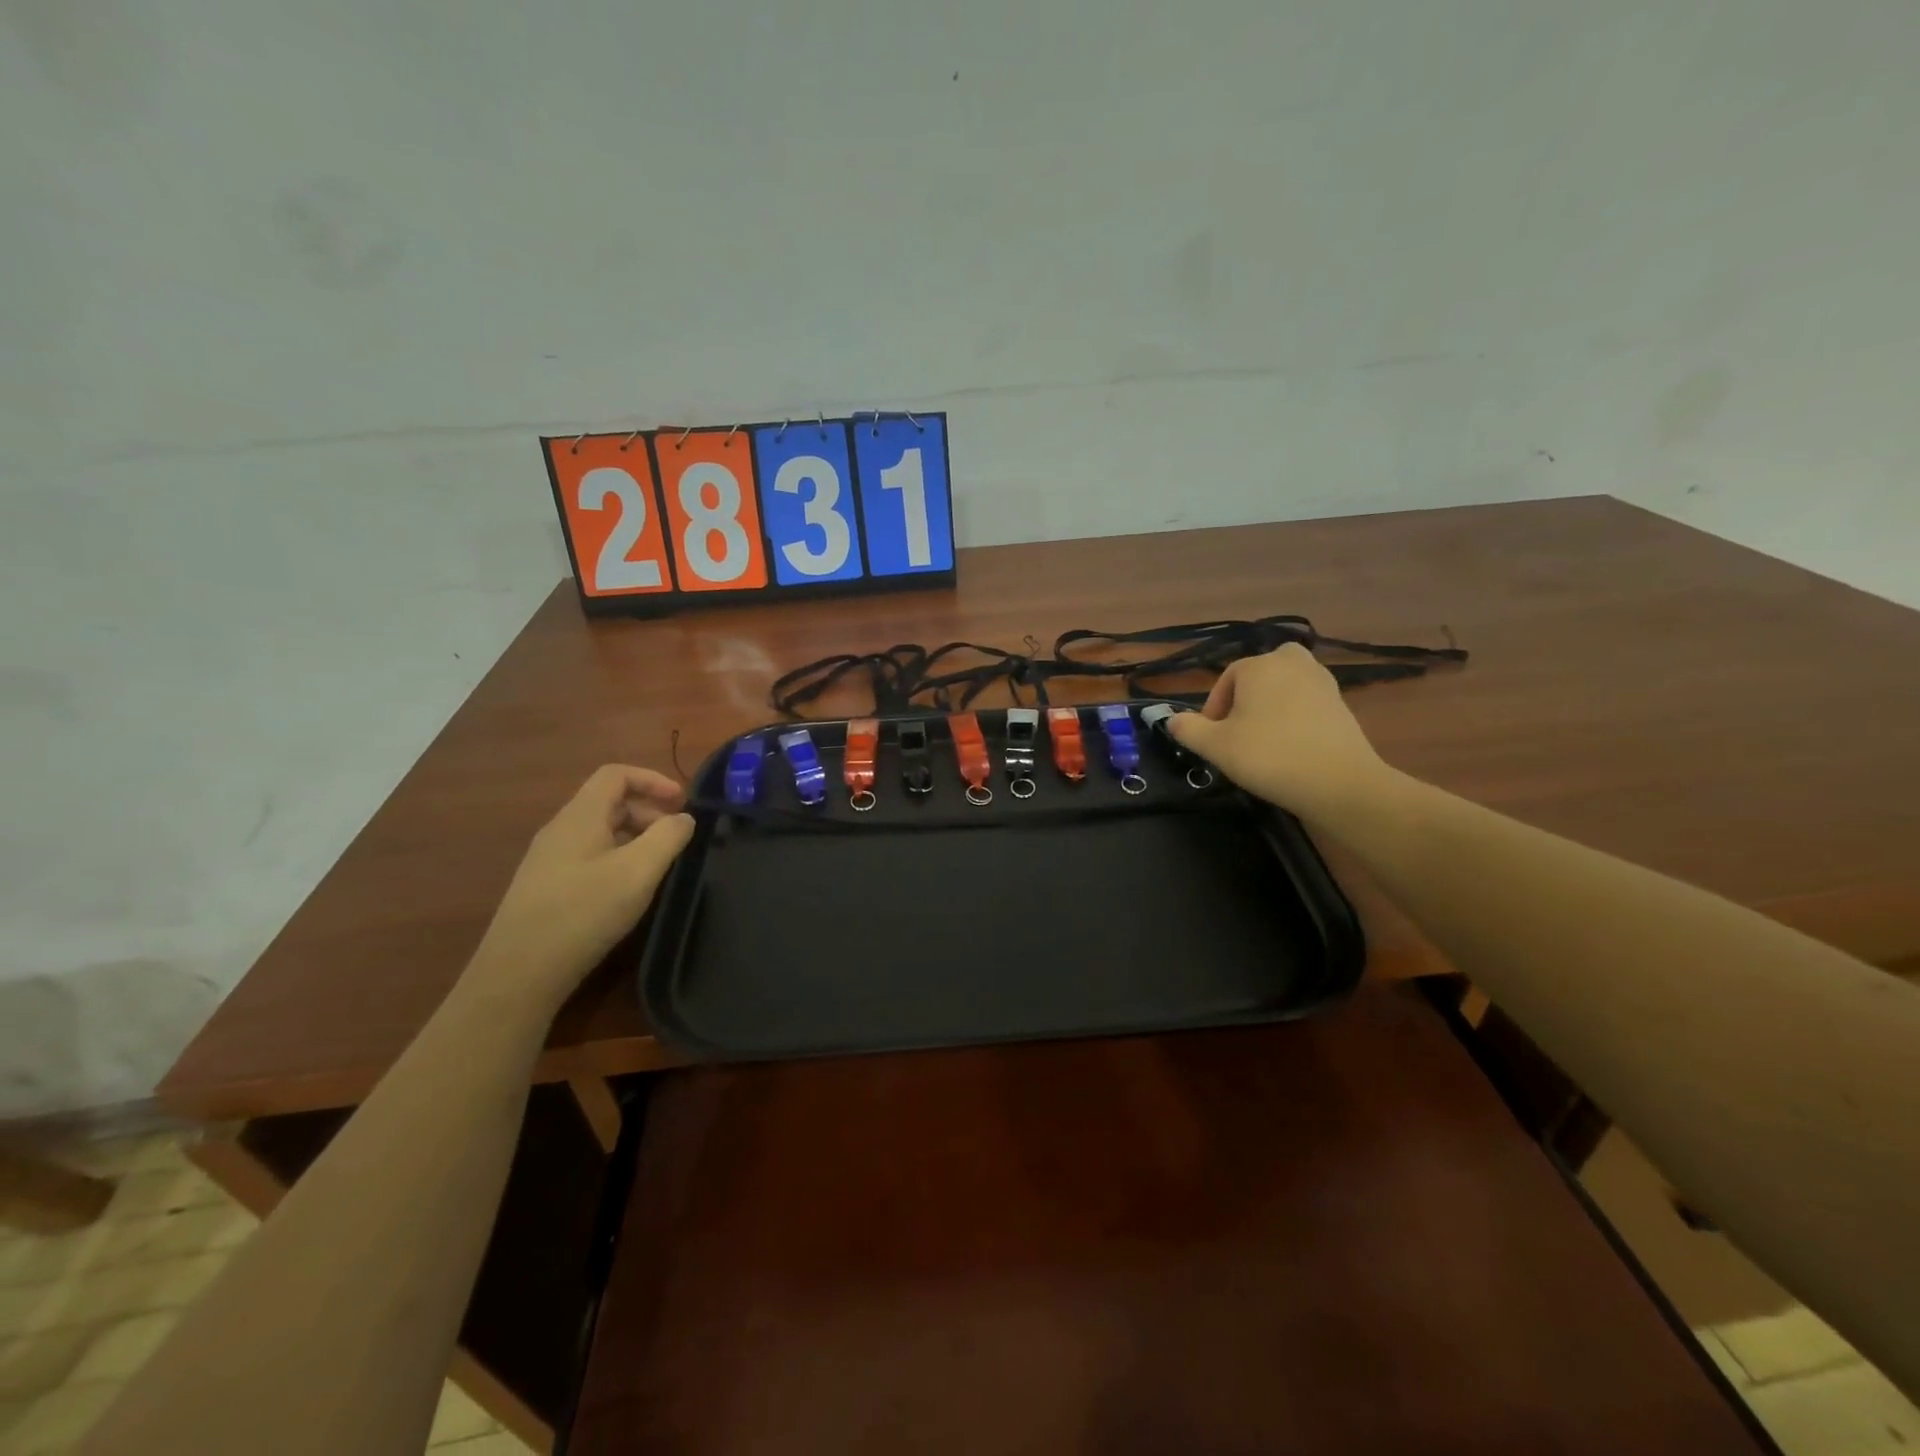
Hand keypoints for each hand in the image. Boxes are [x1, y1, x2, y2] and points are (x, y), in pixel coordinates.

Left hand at [465, 765, 694, 1015]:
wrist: (518, 974)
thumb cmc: (583, 912)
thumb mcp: (638, 872)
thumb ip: (668, 837)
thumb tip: (684, 819)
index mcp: (579, 817)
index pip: (615, 775)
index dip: (652, 779)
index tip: (682, 803)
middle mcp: (560, 830)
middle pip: (609, 803)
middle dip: (648, 813)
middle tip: (677, 841)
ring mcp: (548, 861)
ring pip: (600, 832)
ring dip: (635, 839)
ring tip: (658, 868)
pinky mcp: (545, 888)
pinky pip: (588, 857)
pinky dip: (617, 860)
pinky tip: (627, 893)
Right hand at [1168, 644, 1388, 818]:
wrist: (1338, 782)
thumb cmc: (1269, 756)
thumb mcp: (1216, 746)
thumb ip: (1188, 730)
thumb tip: (1173, 720)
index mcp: (1258, 665)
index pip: (1225, 681)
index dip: (1213, 711)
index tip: (1212, 740)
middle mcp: (1291, 662)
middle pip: (1257, 676)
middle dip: (1245, 699)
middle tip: (1238, 733)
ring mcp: (1321, 680)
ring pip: (1284, 687)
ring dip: (1270, 706)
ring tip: (1263, 740)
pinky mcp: (1341, 703)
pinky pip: (1306, 702)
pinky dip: (1295, 717)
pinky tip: (1291, 746)